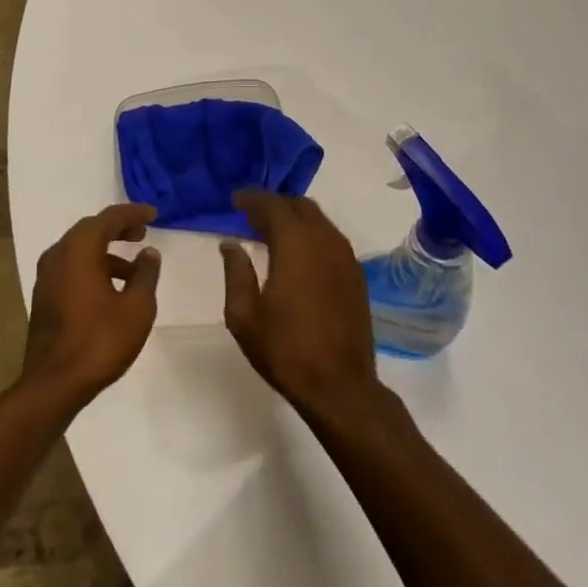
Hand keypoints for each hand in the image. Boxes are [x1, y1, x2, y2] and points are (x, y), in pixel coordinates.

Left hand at [21, 204, 161, 407]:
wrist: (54, 384)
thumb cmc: (99, 341)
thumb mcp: (136, 308)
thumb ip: (145, 274)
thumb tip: (149, 253)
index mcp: (79, 249)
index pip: (109, 218)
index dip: (133, 213)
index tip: (153, 214)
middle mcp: (58, 254)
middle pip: (91, 229)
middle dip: (118, 228)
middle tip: (142, 232)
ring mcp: (47, 275)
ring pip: (79, 249)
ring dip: (106, 250)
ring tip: (133, 268)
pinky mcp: (44, 296)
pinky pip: (71, 266)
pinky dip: (92, 266)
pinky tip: (111, 289)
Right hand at [221, 191, 381, 420]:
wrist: (340, 387)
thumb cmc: (286, 350)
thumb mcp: (244, 316)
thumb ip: (236, 273)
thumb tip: (231, 244)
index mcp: (295, 244)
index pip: (272, 205)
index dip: (252, 198)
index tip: (235, 199)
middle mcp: (324, 240)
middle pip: (299, 206)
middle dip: (274, 205)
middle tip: (251, 215)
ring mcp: (345, 257)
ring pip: (318, 220)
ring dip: (294, 219)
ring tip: (271, 233)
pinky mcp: (356, 275)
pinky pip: (331, 239)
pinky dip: (311, 235)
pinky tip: (298, 255)